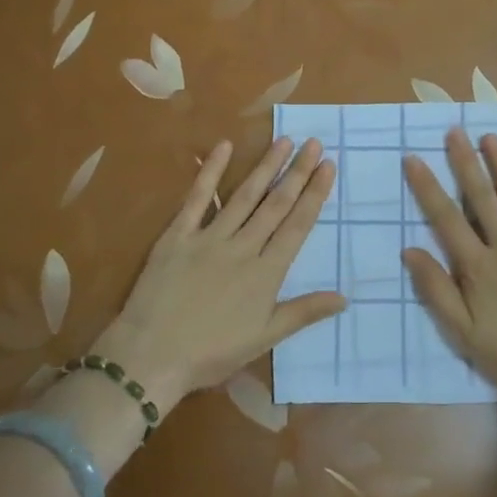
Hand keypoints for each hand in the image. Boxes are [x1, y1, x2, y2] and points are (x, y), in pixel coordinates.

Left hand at [91, 137, 345, 409]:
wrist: (151, 356)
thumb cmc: (211, 353)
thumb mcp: (264, 338)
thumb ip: (304, 312)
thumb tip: (344, 297)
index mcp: (266, 273)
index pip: (297, 226)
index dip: (314, 195)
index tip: (328, 166)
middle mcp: (242, 247)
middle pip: (275, 204)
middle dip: (297, 172)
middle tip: (314, 143)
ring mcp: (209, 237)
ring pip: (244, 196)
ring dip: (265, 166)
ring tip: (284, 141)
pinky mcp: (177, 235)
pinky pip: (197, 199)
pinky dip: (210, 172)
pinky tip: (224, 147)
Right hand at [401, 128, 496, 401]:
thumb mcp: (462, 331)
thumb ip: (436, 289)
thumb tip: (410, 249)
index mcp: (477, 266)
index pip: (446, 218)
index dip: (427, 187)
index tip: (414, 159)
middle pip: (481, 197)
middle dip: (465, 162)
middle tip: (453, 132)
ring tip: (489, 137)